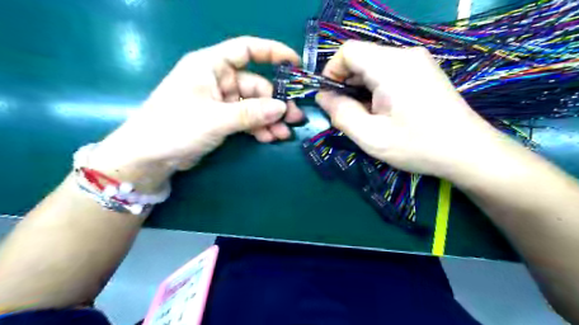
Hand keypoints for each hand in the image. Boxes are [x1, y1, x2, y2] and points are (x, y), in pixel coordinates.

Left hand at [89, 36, 302, 185]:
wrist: (149, 157)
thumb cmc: (175, 127)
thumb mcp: (215, 119)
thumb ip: (250, 113)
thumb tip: (283, 108)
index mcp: (211, 65)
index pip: (247, 49)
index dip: (273, 52)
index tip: (295, 64)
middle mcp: (218, 79)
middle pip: (256, 85)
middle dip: (275, 103)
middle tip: (294, 119)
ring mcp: (220, 101)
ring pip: (254, 105)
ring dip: (269, 119)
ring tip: (284, 134)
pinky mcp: (221, 119)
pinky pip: (246, 119)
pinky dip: (258, 128)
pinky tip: (269, 138)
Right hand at [316, 40, 502, 179]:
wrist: (468, 151)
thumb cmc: (417, 146)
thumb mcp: (370, 136)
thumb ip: (340, 114)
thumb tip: (323, 96)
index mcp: (390, 66)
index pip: (348, 51)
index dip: (332, 72)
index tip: (330, 99)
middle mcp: (405, 55)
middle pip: (361, 58)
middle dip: (346, 84)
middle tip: (348, 114)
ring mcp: (417, 61)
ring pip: (373, 66)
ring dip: (361, 88)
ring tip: (367, 116)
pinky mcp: (424, 71)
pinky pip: (388, 72)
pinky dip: (376, 88)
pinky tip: (383, 111)